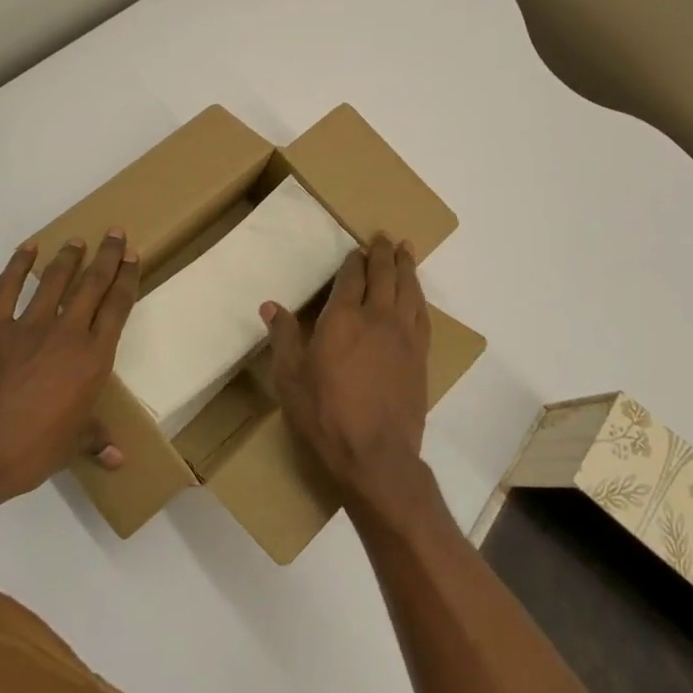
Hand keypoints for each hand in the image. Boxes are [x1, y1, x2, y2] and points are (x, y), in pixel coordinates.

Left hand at [0, 232, 140, 511]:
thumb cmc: (31, 451)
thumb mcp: (70, 447)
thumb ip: (95, 440)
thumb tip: (118, 458)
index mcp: (92, 359)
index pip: (117, 308)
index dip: (127, 279)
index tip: (132, 257)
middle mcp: (67, 333)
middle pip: (93, 284)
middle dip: (107, 256)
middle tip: (115, 233)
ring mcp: (29, 325)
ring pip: (55, 280)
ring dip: (69, 256)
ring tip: (77, 240)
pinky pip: (8, 288)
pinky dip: (19, 265)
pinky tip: (28, 249)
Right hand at [263, 233, 432, 517]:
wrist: (376, 456)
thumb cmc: (325, 415)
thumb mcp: (290, 378)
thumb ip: (284, 337)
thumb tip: (270, 305)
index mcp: (343, 318)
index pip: (351, 277)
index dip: (353, 261)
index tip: (355, 250)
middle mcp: (377, 318)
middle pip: (384, 275)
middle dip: (383, 253)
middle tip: (384, 237)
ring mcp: (403, 336)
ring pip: (408, 289)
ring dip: (406, 266)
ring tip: (406, 250)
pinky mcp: (420, 356)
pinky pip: (422, 314)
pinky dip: (419, 296)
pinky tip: (417, 294)